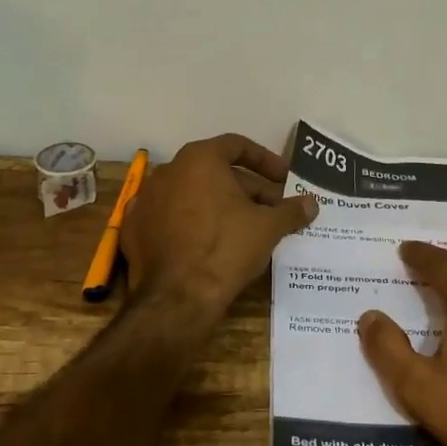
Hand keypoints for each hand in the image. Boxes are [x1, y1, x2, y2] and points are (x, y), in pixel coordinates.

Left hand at [119, 133, 318, 328]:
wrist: (177, 298)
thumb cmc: (226, 248)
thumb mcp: (267, 228)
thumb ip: (291, 210)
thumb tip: (312, 203)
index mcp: (199, 159)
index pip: (237, 146)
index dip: (265, 160)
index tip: (284, 179)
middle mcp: (168, 170)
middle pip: (215, 171)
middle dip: (247, 189)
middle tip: (272, 210)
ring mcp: (147, 199)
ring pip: (192, 194)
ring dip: (220, 205)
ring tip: (245, 228)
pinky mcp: (134, 229)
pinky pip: (170, 217)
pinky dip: (192, 223)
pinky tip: (210, 243)